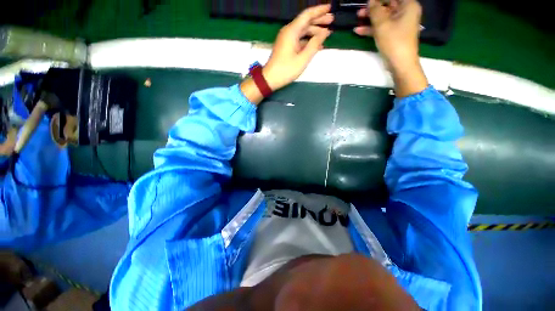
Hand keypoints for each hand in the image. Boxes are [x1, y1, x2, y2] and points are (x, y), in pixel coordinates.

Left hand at [263, 5, 332, 90]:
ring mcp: (287, 39)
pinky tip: (316, 45)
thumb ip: (314, 44)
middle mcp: (289, 31)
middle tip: (332, 20)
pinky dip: (308, 40)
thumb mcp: (303, 59)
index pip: (307, 15)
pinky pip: (299, 39)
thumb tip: (325, 33)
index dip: (319, 10)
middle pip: (306, 22)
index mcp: (292, 31)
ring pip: (303, 30)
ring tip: (327, 33)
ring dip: (314, 31)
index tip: (330, 8)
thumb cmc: (286, 70)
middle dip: (319, 20)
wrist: (270, 78)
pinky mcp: (286, 46)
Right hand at [354, 0, 427, 96]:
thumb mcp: (382, 24)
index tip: (367, 1)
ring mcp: (399, 24)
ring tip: (357, 18)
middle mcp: (405, 12)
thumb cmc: (394, 41)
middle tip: (360, 9)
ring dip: (370, 18)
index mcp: (408, 5)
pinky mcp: (394, 35)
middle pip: (388, 5)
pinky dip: (371, 29)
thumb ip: (375, 10)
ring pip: (383, 16)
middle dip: (373, 7)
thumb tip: (370, 0)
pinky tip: (359, 31)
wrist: (400, 64)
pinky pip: (382, 27)